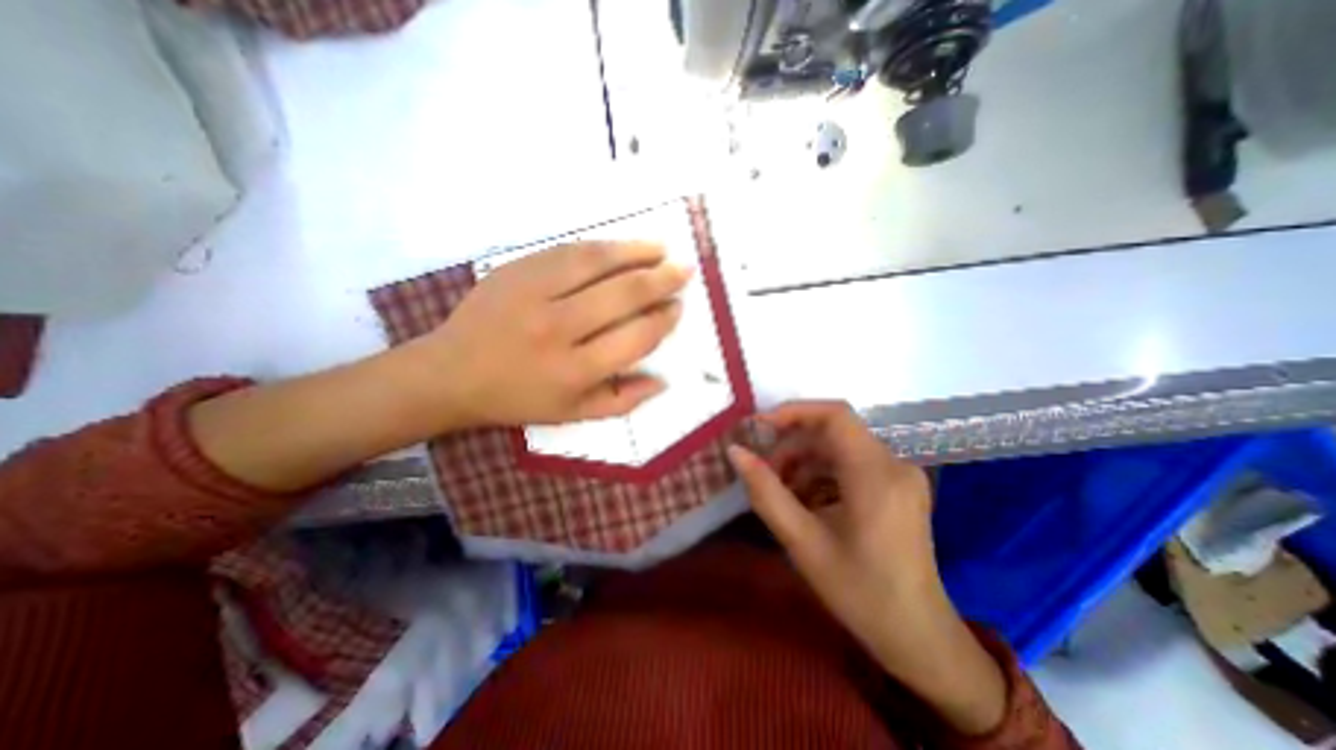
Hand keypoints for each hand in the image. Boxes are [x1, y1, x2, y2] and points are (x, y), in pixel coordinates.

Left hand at [399, 241, 686, 426]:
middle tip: (684, 270)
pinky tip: (621, 246)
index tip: (677, 308)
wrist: (451, 373)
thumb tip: (663, 381)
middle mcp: (558, 330)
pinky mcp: (516, 270)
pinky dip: (601, 246)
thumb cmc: (518, 398)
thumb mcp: (572, 415)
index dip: (663, 320)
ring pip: (597, 263)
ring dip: (636, 252)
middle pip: (623, 295)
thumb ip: (622, 401)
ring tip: (661, 248)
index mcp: (574, 371)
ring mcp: (533, 294)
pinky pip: (567, 251)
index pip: (635, 338)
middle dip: (661, 280)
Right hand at [730, 402, 1002, 735]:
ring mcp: (900, 475)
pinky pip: (852, 464)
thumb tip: (735, 452)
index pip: (834, 415)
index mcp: (876, 474)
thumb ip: (765, 492)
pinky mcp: (898, 486)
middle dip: (793, 445)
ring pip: (840, 447)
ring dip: (805, 462)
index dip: (793, 412)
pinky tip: (806, 501)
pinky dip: (822, 474)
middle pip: (834, 432)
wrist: (918, 637)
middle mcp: (894, 464)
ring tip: (782, 492)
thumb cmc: (860, 593)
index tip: (758, 427)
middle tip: (765, 472)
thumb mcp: (802, 542)